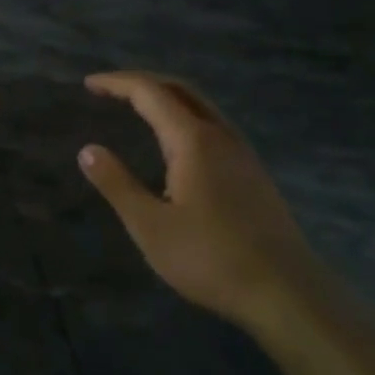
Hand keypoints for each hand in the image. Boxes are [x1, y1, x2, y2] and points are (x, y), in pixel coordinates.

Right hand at [78, 71, 314, 327]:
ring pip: (201, 106)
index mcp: (193, 140)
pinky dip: (185, 117)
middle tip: (110, 89)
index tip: (89, 84)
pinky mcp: (253, 173)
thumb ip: (117, 184)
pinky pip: (214, 126)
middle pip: (180, 90)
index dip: (117, 83)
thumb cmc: (210, 258)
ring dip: (167, 97)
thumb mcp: (150, 226)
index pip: (150, 93)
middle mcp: (220, 136)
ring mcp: (242, 153)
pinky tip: (177, 144)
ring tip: (138, 107)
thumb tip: (88, 150)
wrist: (286, 292)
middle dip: (143, 82)